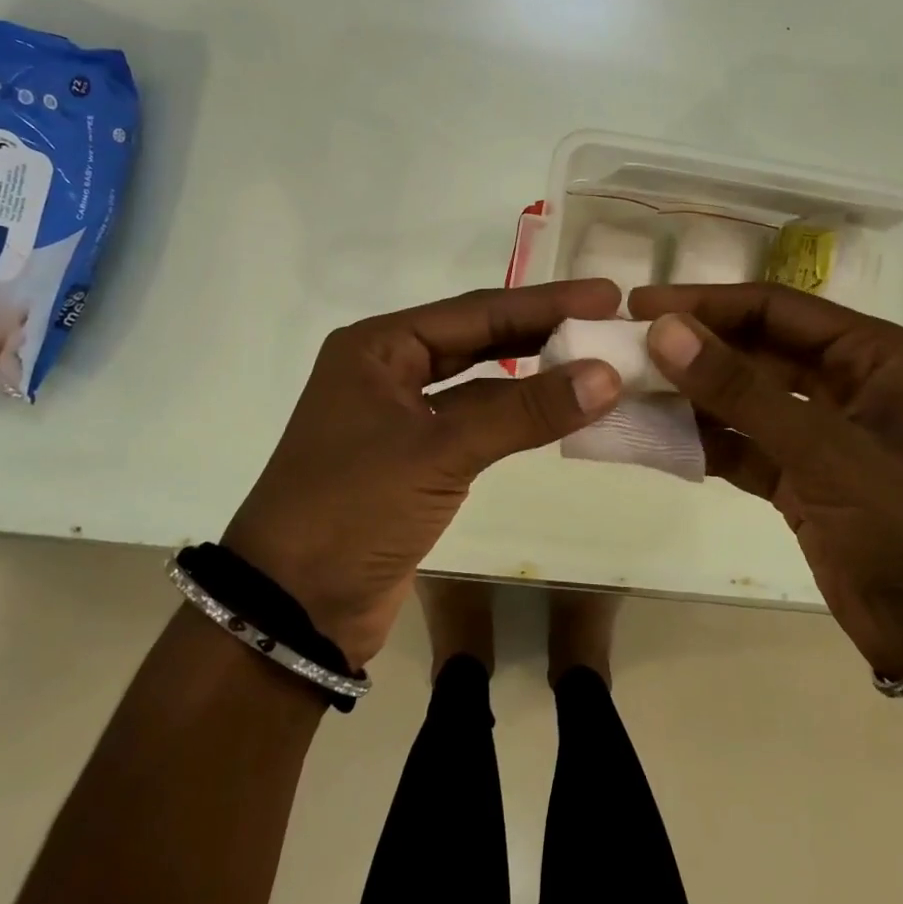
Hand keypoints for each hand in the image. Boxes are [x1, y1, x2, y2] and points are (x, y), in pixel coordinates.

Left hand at [224, 281, 622, 667]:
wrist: (293, 609)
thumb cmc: (353, 509)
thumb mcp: (440, 452)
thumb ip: (524, 411)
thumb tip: (607, 375)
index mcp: (378, 348)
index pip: (476, 311)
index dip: (545, 302)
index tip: (606, 294)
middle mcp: (386, 371)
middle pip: (478, 339)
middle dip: (542, 330)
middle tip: (608, 320)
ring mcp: (399, 417)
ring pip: (479, 384)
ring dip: (532, 376)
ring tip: (595, 362)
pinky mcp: (414, 460)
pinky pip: (475, 424)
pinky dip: (515, 418)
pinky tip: (556, 411)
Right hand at [630, 283, 902, 678]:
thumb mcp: (825, 449)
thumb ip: (741, 390)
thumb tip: (664, 330)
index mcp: (869, 354)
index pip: (773, 308)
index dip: (705, 302)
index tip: (640, 306)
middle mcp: (843, 382)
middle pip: (752, 349)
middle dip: (692, 350)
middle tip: (622, 349)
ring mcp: (819, 432)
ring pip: (741, 399)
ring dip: (690, 397)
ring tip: (627, 392)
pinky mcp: (799, 477)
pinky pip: (740, 445)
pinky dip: (702, 444)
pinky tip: (657, 440)